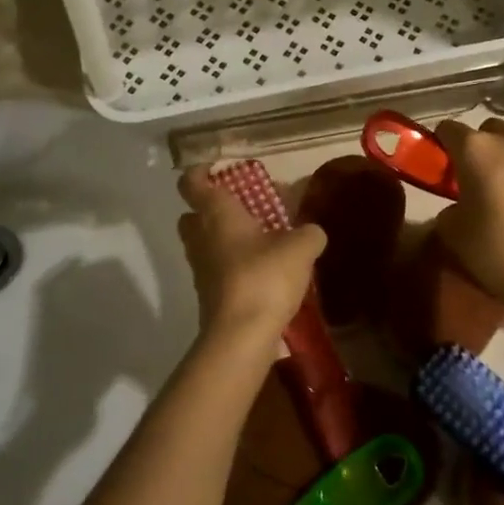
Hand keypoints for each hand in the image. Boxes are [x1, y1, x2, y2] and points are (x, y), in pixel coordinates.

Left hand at [177, 167, 325, 363]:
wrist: (240, 336)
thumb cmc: (264, 277)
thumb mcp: (300, 248)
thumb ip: (308, 233)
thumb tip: (312, 232)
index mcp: (216, 213)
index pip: (192, 182)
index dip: (200, 171)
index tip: (218, 168)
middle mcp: (200, 237)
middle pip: (193, 214)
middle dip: (213, 209)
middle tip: (244, 209)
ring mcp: (200, 269)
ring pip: (204, 243)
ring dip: (225, 240)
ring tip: (261, 242)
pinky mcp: (208, 295)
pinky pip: (216, 270)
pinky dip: (232, 266)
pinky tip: (263, 272)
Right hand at [432, 119, 503, 308]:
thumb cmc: (500, 253)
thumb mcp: (454, 235)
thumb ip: (449, 209)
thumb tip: (458, 207)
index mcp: (476, 150)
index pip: (448, 128)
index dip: (442, 145)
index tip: (444, 166)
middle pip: (489, 130)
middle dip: (481, 147)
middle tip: (480, 178)